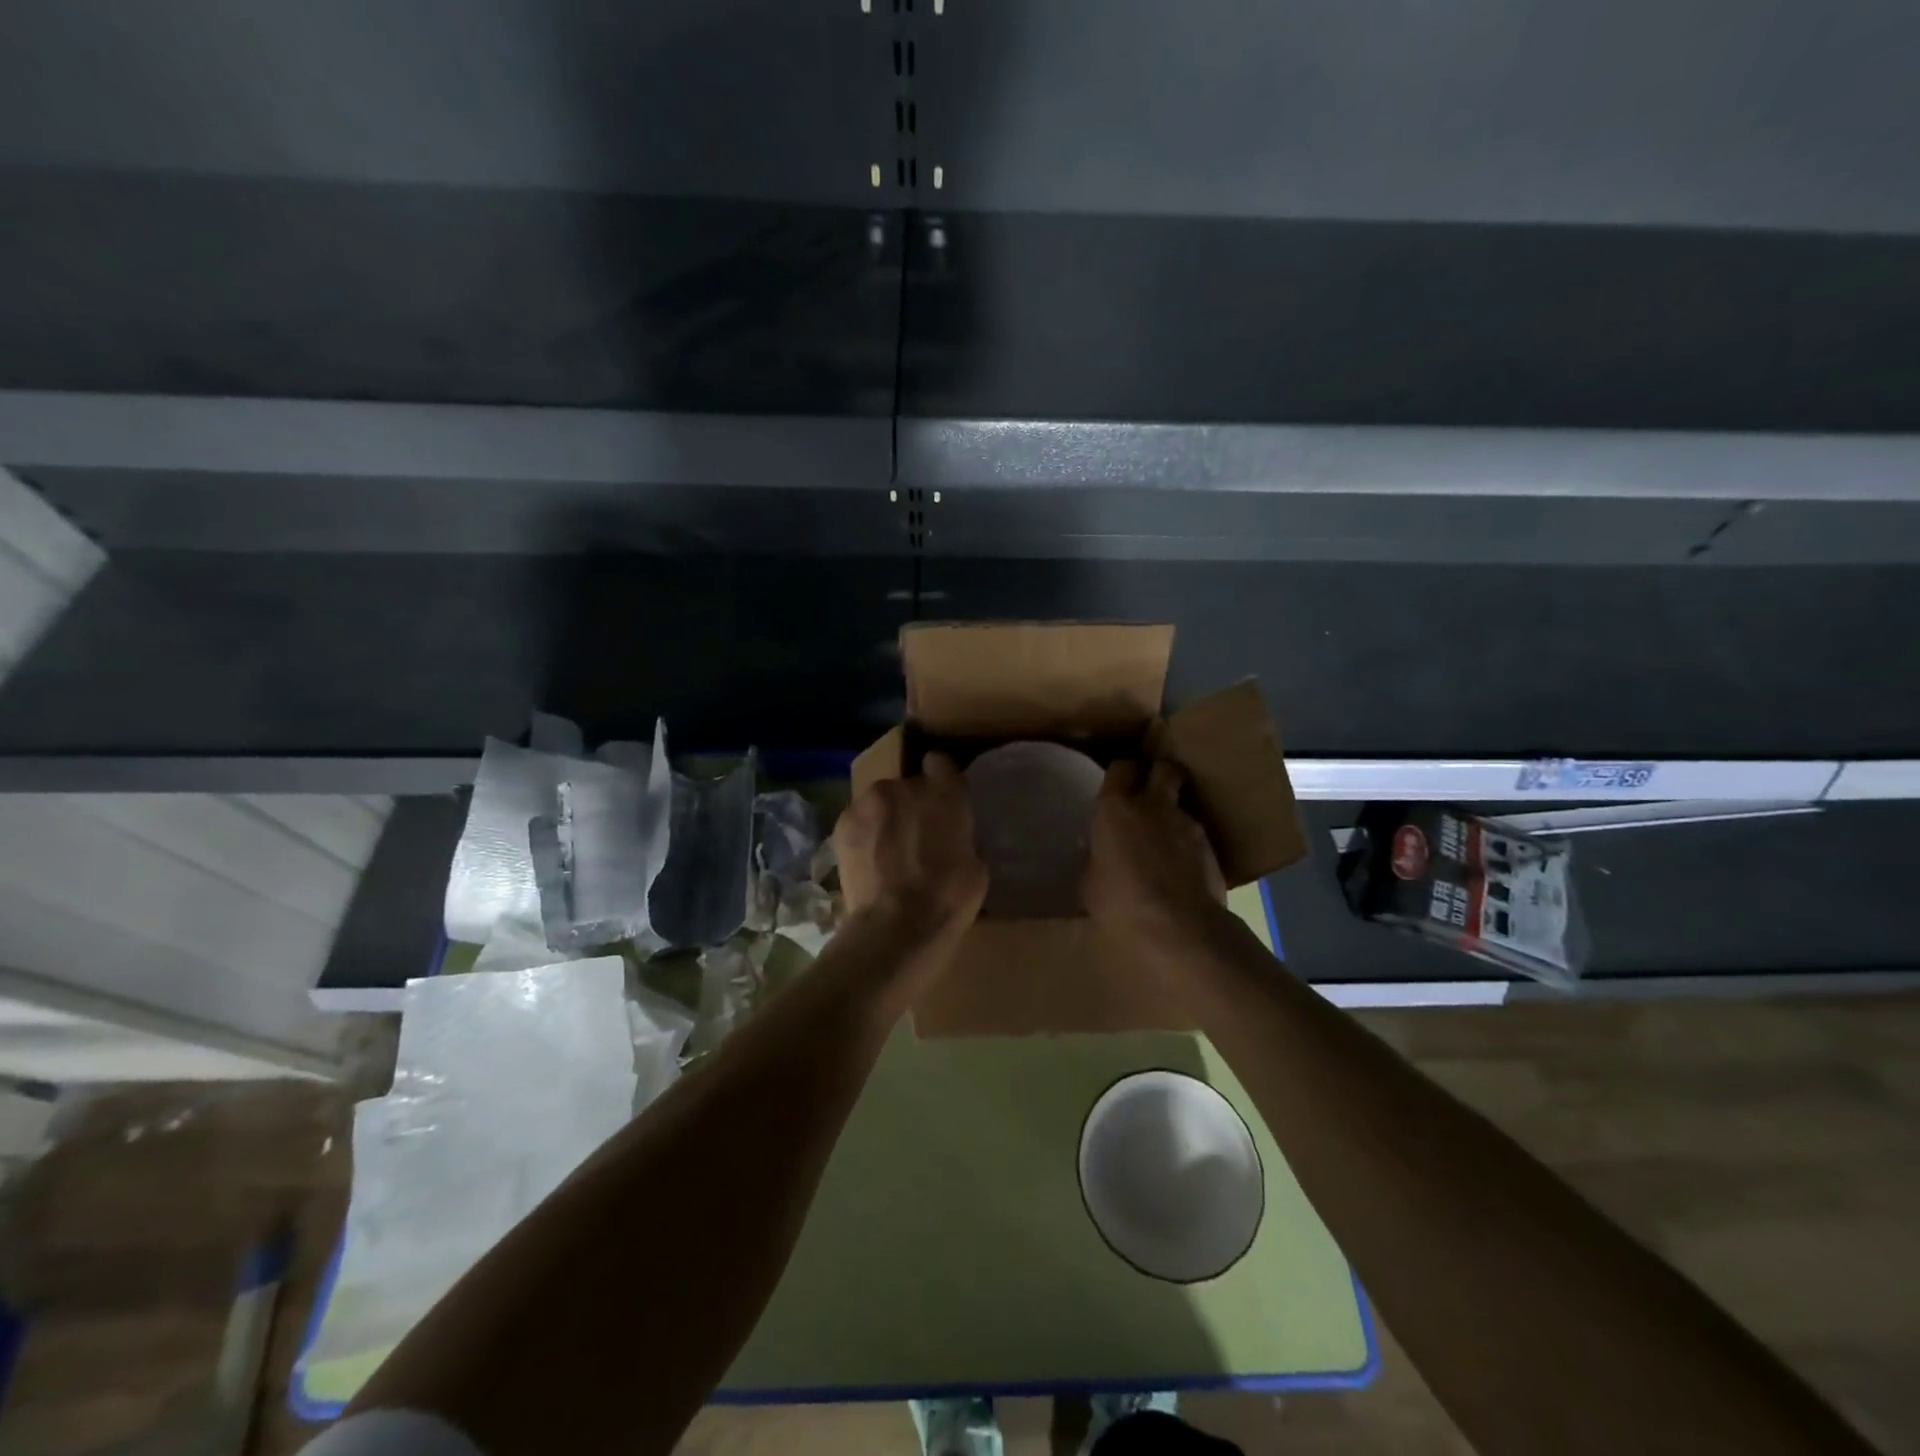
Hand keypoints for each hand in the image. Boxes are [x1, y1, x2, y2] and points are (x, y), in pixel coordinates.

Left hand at [835, 753, 988, 937]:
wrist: (896, 927)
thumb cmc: (947, 898)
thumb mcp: (975, 865)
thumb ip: (960, 836)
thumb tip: (951, 837)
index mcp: (944, 792)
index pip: (940, 763)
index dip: (941, 778)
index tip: (942, 796)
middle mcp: (904, 786)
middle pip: (907, 784)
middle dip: (911, 803)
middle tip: (915, 835)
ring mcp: (869, 802)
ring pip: (879, 801)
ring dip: (885, 817)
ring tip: (887, 850)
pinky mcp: (842, 823)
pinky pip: (858, 820)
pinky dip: (864, 833)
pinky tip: (868, 860)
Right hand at [1083, 759, 1226, 946]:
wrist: (1178, 926)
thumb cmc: (1120, 903)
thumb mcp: (1091, 883)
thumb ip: (1099, 860)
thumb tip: (1103, 861)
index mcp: (1115, 809)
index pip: (1120, 769)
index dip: (1121, 774)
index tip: (1119, 784)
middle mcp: (1153, 806)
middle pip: (1164, 769)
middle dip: (1159, 775)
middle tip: (1152, 791)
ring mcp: (1187, 824)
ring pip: (1182, 805)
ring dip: (1174, 816)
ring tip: (1166, 842)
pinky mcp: (1211, 847)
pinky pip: (1196, 836)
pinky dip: (1188, 845)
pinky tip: (1182, 868)